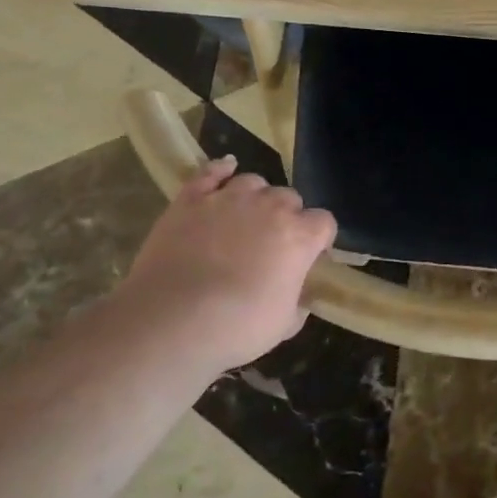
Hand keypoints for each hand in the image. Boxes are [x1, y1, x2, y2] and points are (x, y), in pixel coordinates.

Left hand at [110, 156, 337, 374]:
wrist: (172, 321)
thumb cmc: (236, 328)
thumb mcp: (283, 325)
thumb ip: (297, 303)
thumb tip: (299, 297)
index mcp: (300, 237)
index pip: (324, 222)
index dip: (318, 238)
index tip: (309, 255)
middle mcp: (270, 207)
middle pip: (290, 197)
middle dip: (286, 216)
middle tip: (271, 243)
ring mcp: (228, 198)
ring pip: (253, 182)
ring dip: (255, 197)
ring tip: (244, 217)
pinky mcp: (191, 199)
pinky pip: (210, 172)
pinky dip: (219, 169)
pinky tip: (225, 169)